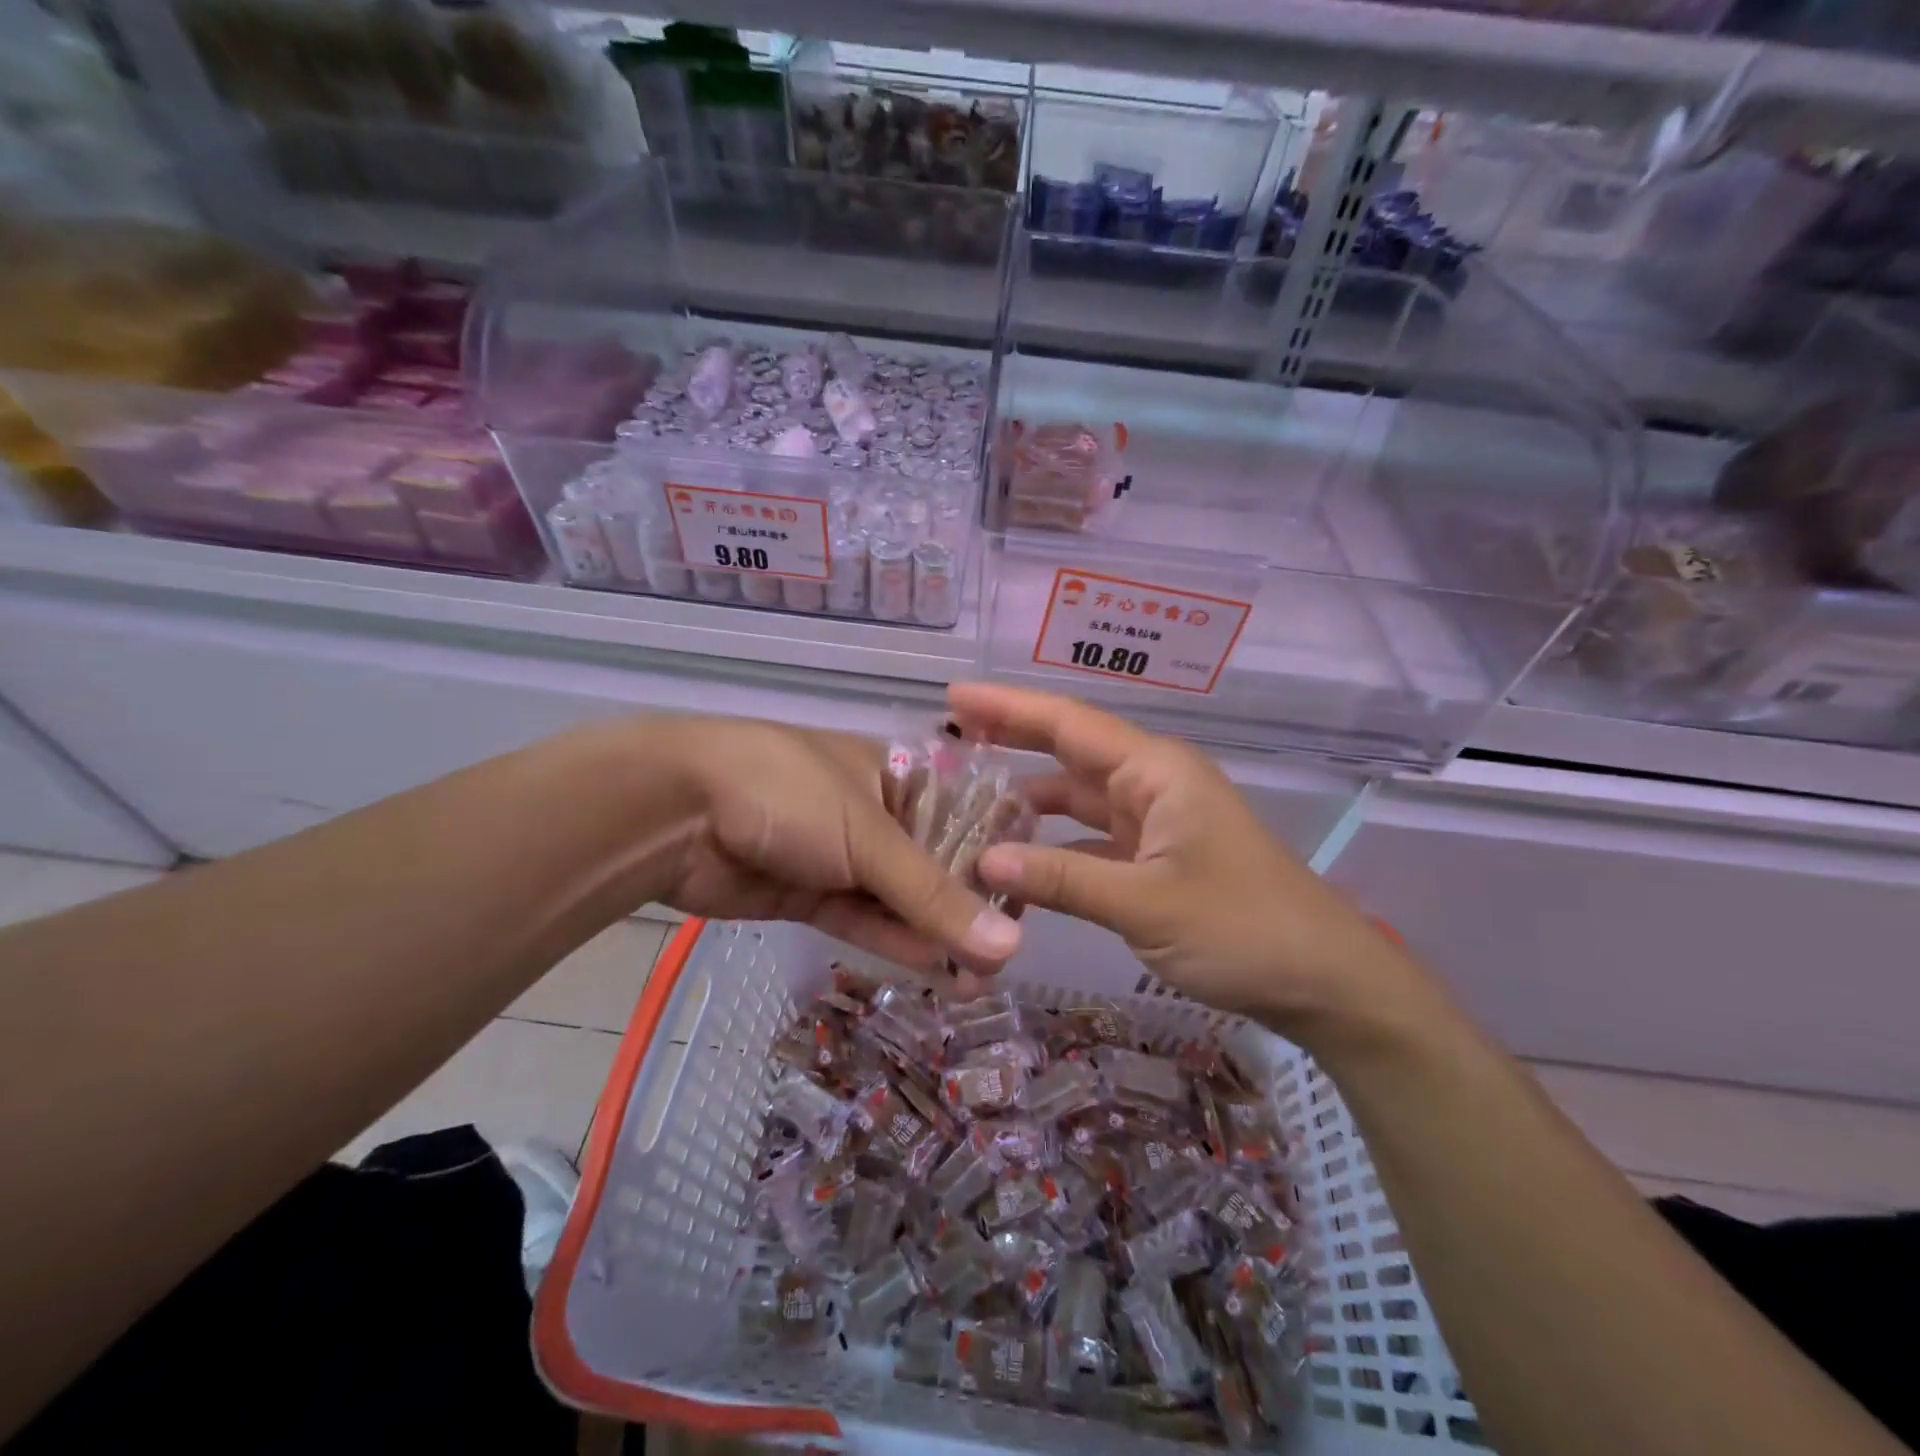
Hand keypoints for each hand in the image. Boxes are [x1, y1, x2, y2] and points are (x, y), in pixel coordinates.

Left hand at [645, 716, 1022, 982]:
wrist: (675, 810)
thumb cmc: (788, 793)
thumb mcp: (870, 836)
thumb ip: (934, 895)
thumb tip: (1009, 947)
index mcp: (895, 773)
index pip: (962, 816)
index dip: (994, 858)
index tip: (1026, 902)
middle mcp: (873, 812)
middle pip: (932, 863)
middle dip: (965, 908)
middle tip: (1000, 958)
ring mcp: (838, 855)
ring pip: (897, 898)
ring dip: (932, 934)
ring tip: (976, 980)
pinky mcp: (808, 893)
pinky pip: (861, 918)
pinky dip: (893, 940)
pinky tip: (934, 968)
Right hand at [948, 683, 1427, 1039]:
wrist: (1324, 981)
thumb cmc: (1242, 928)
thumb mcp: (1145, 904)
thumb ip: (1061, 879)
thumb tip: (983, 863)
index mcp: (1155, 771)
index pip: (1069, 724)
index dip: (1008, 708)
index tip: (954, 696)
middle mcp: (1151, 784)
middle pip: (1068, 753)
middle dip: (1011, 741)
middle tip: (948, 737)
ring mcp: (1154, 823)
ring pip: (1076, 801)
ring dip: (1027, 805)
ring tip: (966, 806)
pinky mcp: (1154, 860)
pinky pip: (1089, 843)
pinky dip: (1052, 850)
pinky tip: (1013, 865)